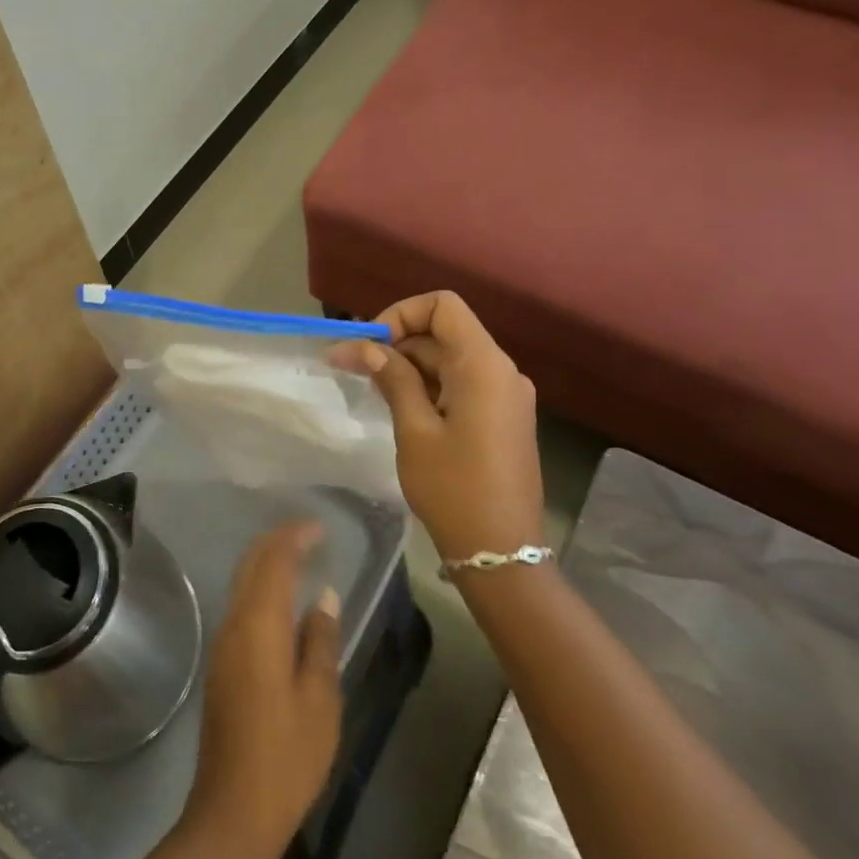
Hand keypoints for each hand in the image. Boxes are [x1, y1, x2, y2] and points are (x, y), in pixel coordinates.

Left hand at [181, 523, 341, 858]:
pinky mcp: (220, 664)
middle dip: (277, 541)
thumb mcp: (320, 700)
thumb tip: (323, 596)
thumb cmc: (286, 757)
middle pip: (251, 564)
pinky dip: (260, 588)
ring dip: (267, 563)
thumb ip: (320, 641)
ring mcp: (222, 644)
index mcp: (259, 626)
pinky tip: (282, 603)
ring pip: (242, 583)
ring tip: (300, 559)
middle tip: (310, 535)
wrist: (233, 811)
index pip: (273, 561)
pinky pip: (240, 606)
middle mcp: (233, 624)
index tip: (320, 527)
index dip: (294, 536)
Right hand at [333, 290, 543, 561]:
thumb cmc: (453, 488)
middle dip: (397, 343)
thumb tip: (366, 346)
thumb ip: (392, 379)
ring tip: (371, 390)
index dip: (401, 314)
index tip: (371, 346)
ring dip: (409, 366)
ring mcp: (506, 395)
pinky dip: (429, 385)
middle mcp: (501, 370)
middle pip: (444, 331)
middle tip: (352, 368)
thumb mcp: (414, 430)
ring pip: (450, 358)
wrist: (501, 552)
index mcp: (484, 365)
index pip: (443, 306)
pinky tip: (401, 408)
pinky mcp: (502, 417)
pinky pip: (462, 383)